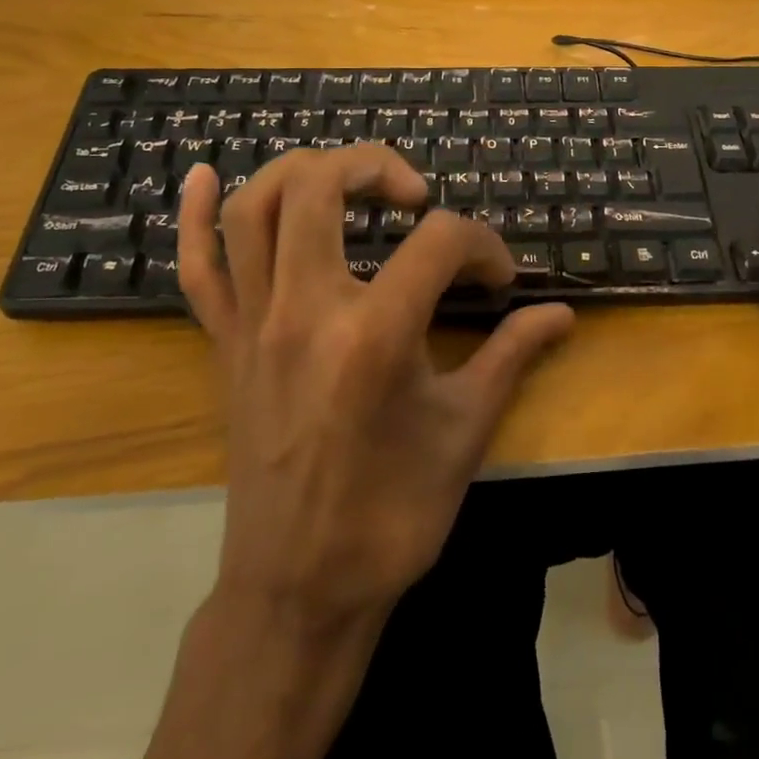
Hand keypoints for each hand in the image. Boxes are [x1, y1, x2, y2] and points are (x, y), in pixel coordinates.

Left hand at [178, 149, 573, 624]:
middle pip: (321, 188)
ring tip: (346, 181)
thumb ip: (512, 356)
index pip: (439, 243)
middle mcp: (305, 312)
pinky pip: (197, 268)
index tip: (500, 277)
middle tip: (413, 194)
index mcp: (374, 336)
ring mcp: (254, 325)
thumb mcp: (465, 432)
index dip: (482, 246)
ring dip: (301, 173)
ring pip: (255, 210)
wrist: (298, 591)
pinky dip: (196, 216)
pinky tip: (206, 174)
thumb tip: (562, 314)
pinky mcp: (225, 345)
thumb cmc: (391, 514)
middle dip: (376, 168)